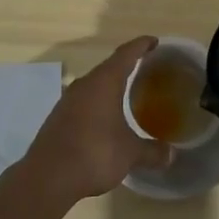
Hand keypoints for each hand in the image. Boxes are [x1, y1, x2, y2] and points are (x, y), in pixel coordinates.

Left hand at [19, 36, 169, 201]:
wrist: (48, 177)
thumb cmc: (95, 154)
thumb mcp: (130, 153)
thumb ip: (151, 151)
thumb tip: (171, 155)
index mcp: (104, 82)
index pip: (126, 54)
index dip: (141, 45)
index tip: (154, 41)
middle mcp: (84, 85)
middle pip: (108, 68)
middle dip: (126, 66)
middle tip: (145, 69)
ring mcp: (67, 101)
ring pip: (93, 86)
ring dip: (109, 86)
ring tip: (126, 94)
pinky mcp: (57, 118)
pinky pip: (83, 102)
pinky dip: (97, 104)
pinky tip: (104, 119)